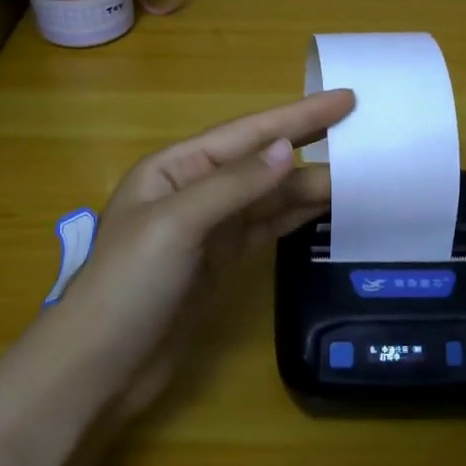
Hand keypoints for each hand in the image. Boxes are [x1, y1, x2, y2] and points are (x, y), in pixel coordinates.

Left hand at [46, 89, 354, 418]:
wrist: (100, 367)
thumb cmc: (128, 285)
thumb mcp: (176, 225)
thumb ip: (234, 185)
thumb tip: (289, 148)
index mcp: (177, 168)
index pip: (248, 133)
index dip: (299, 116)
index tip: (345, 99)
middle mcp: (196, 190)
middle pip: (264, 162)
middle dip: (311, 145)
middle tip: (364, 132)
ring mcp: (211, 228)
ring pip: (271, 197)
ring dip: (311, 184)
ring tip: (360, 173)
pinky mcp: (223, 262)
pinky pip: (268, 228)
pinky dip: (297, 216)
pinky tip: (326, 207)